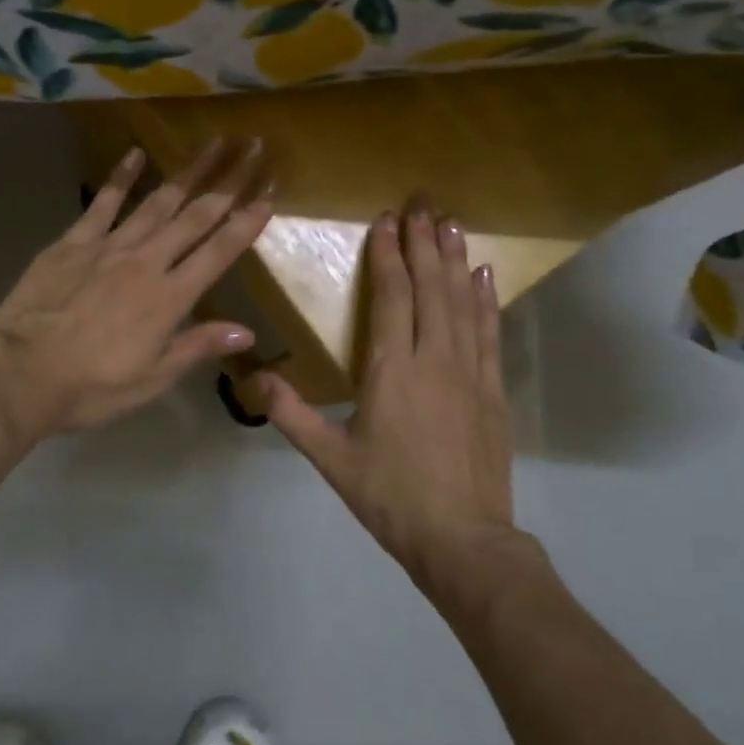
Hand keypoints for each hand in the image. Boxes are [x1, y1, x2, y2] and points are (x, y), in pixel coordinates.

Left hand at [0, 139, 272, 436]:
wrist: (20, 373)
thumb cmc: (91, 387)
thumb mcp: (152, 379)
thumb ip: (197, 348)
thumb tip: (246, 332)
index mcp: (169, 298)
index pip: (218, 252)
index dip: (247, 222)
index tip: (269, 194)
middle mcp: (146, 262)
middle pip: (195, 215)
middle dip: (228, 182)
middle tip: (253, 149)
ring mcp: (108, 246)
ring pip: (157, 201)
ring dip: (188, 171)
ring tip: (213, 144)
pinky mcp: (73, 241)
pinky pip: (102, 202)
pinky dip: (121, 176)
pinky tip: (137, 153)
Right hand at [257, 202, 520, 588]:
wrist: (463, 540)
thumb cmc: (390, 497)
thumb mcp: (330, 459)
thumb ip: (290, 413)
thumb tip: (251, 376)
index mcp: (391, 371)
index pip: (391, 297)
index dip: (388, 256)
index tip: (386, 221)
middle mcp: (433, 360)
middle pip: (429, 289)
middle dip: (423, 243)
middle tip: (421, 204)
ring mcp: (470, 373)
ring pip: (461, 303)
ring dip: (453, 261)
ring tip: (449, 224)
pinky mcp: (492, 391)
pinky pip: (489, 334)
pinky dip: (485, 301)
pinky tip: (483, 276)